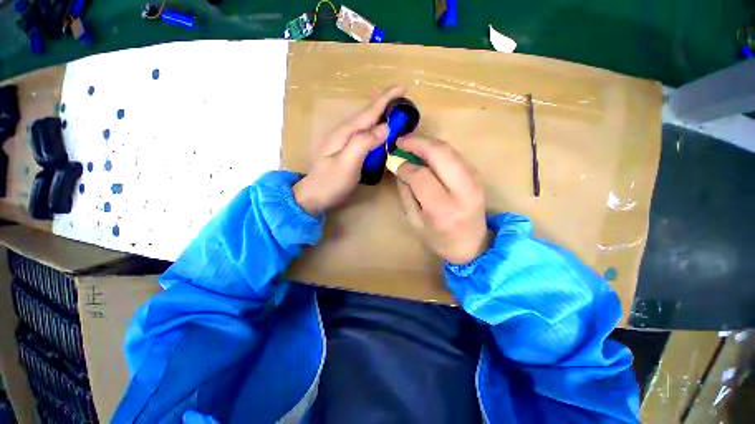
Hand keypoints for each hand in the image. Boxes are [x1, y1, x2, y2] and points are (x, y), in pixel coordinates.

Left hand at [294, 86, 406, 214]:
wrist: (313, 195)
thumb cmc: (330, 182)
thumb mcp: (347, 164)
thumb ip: (364, 143)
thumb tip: (385, 127)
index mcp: (345, 132)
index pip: (369, 111)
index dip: (386, 98)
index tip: (403, 87)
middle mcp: (343, 131)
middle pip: (366, 113)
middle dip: (384, 102)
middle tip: (402, 96)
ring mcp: (343, 140)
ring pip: (364, 121)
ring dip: (380, 112)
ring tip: (393, 107)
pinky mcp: (344, 149)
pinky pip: (363, 132)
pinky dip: (373, 126)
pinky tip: (378, 128)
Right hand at [395, 136, 490, 263]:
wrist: (473, 245)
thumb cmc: (440, 239)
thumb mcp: (415, 222)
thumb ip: (406, 193)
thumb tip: (398, 167)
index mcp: (443, 209)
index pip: (421, 176)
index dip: (404, 165)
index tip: (393, 161)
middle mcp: (463, 191)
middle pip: (440, 154)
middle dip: (417, 143)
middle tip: (400, 141)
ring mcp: (475, 181)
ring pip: (449, 150)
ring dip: (428, 143)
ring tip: (411, 144)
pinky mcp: (478, 176)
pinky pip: (456, 154)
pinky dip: (439, 149)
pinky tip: (427, 152)